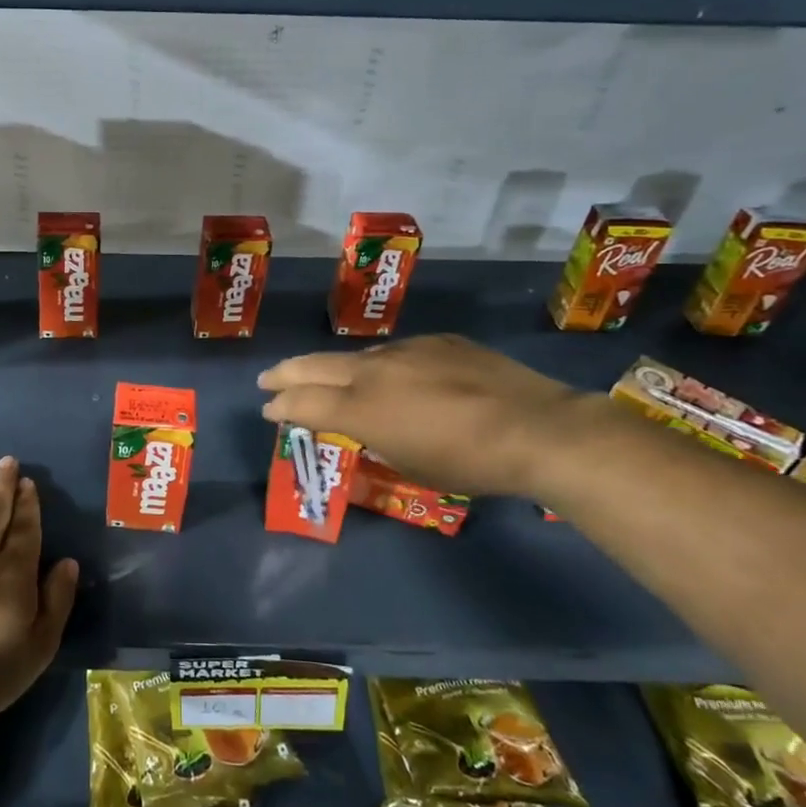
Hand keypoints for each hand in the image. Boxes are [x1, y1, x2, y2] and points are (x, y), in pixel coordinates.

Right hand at [257, 335, 592, 497]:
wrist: (537, 429)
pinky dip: (382, 366)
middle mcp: (373, 371)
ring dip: (334, 369)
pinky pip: (397, 352)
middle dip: (285, 374)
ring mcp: (406, 350)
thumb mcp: (409, 464)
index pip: (302, 403)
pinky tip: (394, 377)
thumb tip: (365, 426)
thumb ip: (375, 439)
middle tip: (268, 379)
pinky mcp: (438, 341)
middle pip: (313, 366)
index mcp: (360, 409)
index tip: (268, 409)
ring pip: (355, 356)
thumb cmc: (468, 463)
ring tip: (327, 378)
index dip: (279, 406)